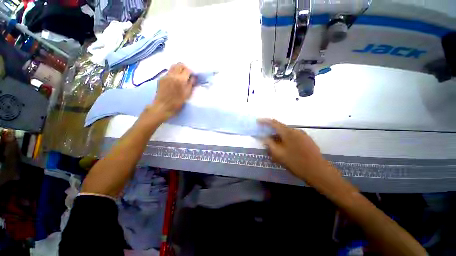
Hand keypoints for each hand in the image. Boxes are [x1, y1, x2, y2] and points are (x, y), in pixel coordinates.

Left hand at [147, 63, 195, 120]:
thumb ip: (191, 84)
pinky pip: (169, 72)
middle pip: (179, 65)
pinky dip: (173, 73)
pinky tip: (174, 80)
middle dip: (185, 68)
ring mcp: (166, 76)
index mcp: (181, 80)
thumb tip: (194, 77)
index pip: (187, 70)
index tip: (193, 76)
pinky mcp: (161, 78)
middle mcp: (173, 75)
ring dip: (178, 69)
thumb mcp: (187, 95)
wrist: (163, 106)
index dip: (191, 72)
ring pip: (173, 66)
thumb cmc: (177, 103)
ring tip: (181, 76)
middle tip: (187, 74)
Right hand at [258, 119, 336, 186]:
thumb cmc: (295, 162)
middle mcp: (295, 130)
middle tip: (266, 138)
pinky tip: (285, 149)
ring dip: (279, 137)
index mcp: (288, 132)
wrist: (318, 171)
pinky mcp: (307, 140)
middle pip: (280, 128)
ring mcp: (302, 135)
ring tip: (275, 146)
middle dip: (271, 132)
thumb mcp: (278, 154)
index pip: (274, 123)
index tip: (258, 121)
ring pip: (286, 133)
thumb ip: (269, 144)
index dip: (265, 121)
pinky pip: (293, 137)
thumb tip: (264, 138)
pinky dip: (286, 140)